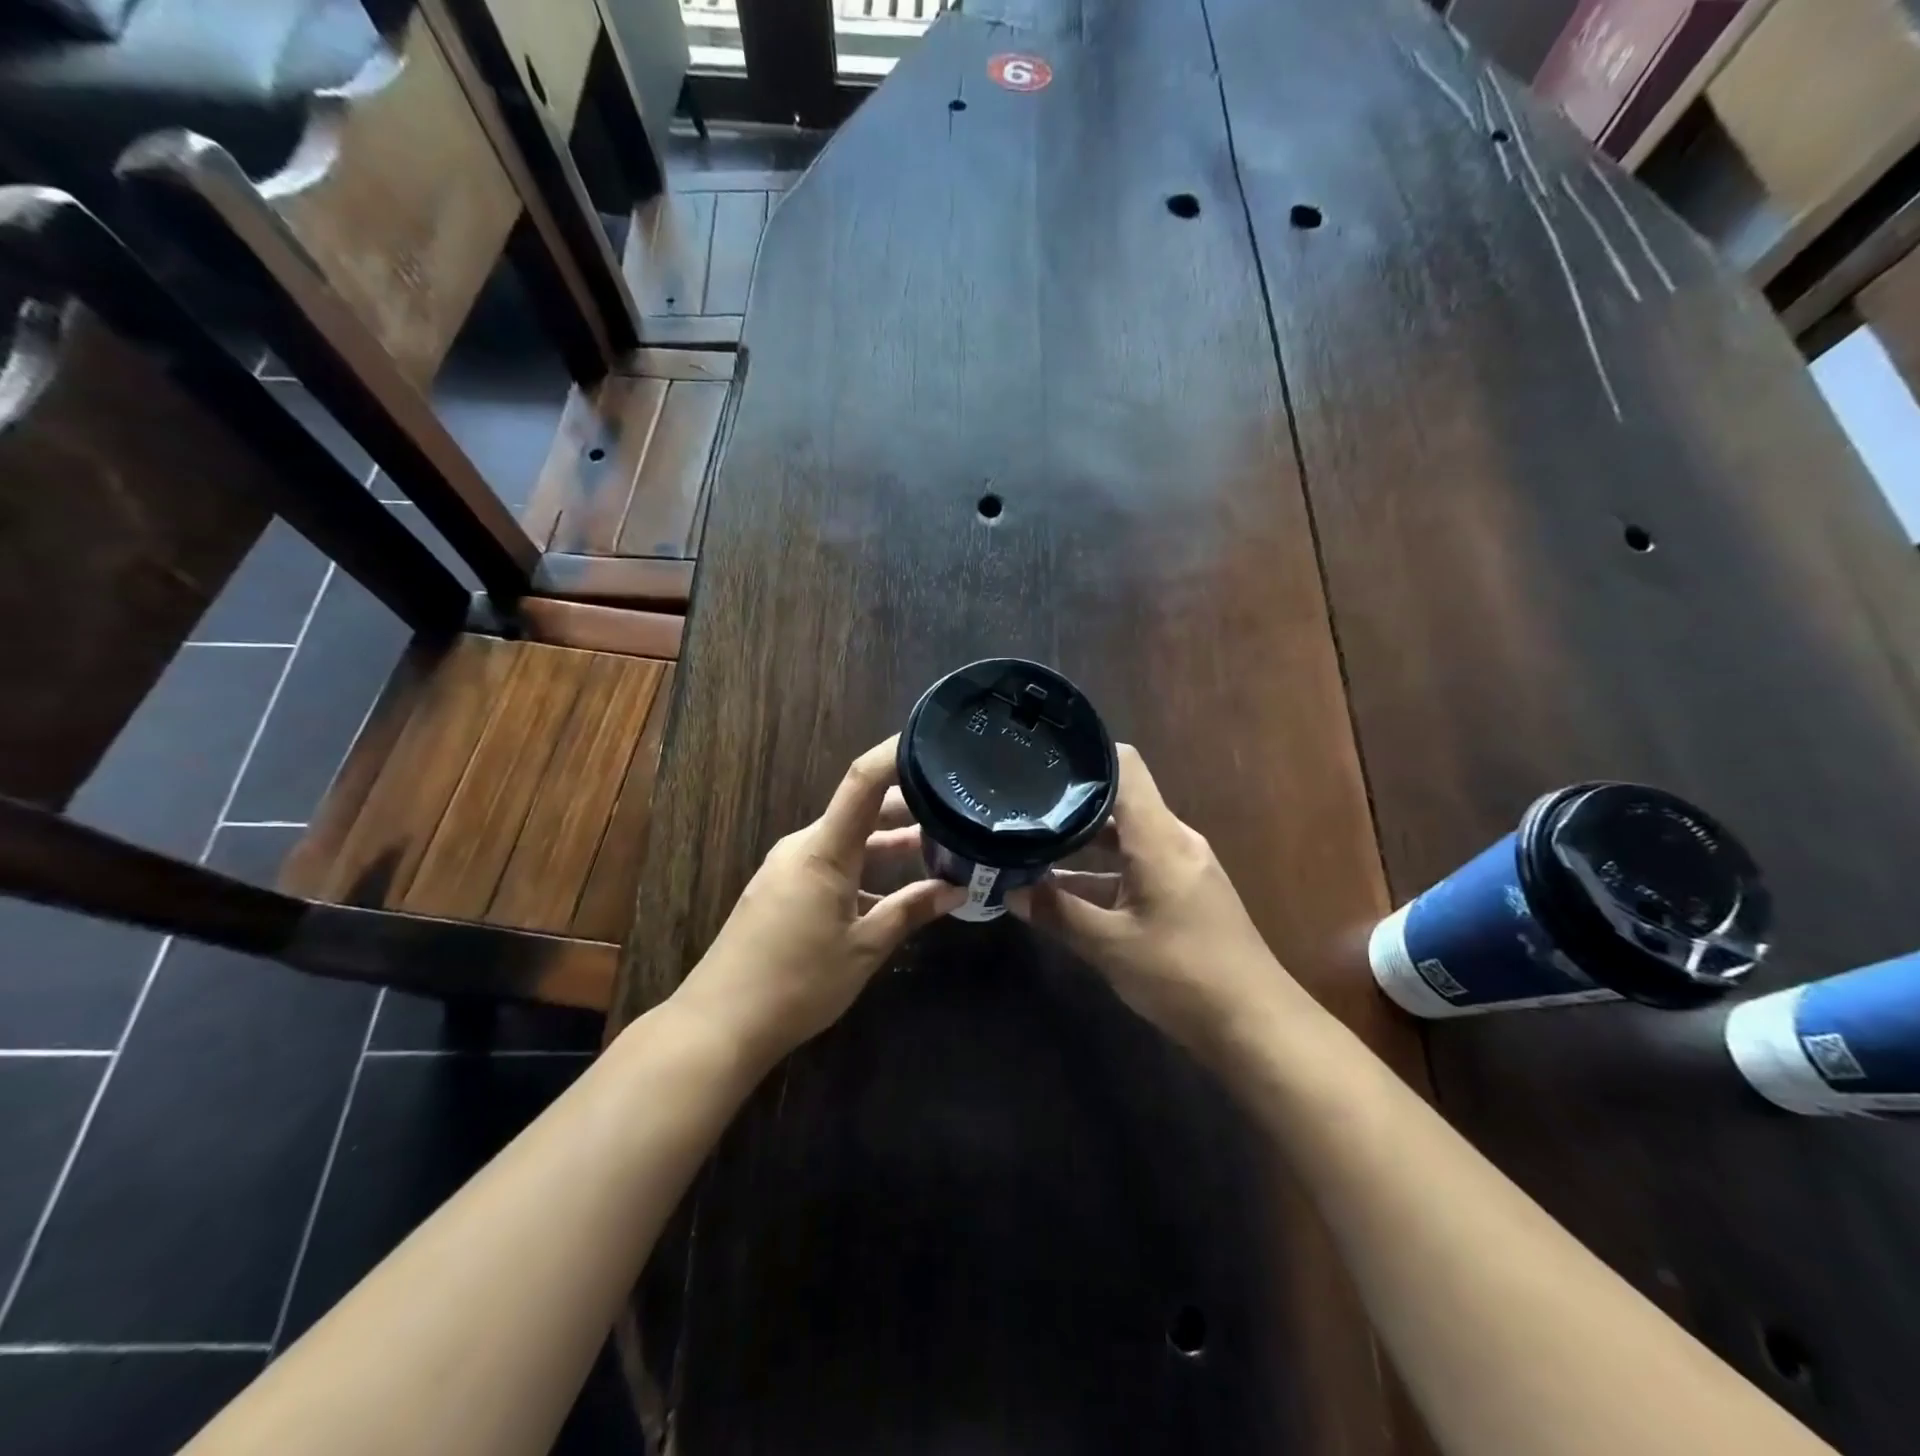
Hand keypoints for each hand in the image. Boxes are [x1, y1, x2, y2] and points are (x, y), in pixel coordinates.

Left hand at [673, 737, 964, 1063]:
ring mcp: (789, 867)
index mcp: (824, 849)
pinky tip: (894, 890)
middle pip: (861, 809)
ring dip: (888, 843)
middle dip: (908, 805)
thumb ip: (910, 911)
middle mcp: (804, 846)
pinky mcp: (781, 890)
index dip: (896, 753)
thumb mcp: (864, 948)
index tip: (932, 739)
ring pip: (848, 840)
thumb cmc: (797, 982)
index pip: (863, 780)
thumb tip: (957, 890)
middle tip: (955, 806)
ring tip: (938, 847)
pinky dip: (865, 868)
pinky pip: (831, 863)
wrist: (719, 1022)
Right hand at [1007, 745, 1312, 1063]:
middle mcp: (1173, 841)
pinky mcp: (1184, 894)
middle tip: (1019, 806)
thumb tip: (1010, 892)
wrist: (1257, 1026)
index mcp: (1159, 838)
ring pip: (1124, 839)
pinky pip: (1136, 867)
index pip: (1126, 766)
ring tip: (1028, 845)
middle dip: (1070, 804)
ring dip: (1082, 845)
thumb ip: (1058, 914)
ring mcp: (1181, 868)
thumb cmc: (1184, 975)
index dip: (1086, 756)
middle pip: (1119, 802)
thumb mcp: (1110, 946)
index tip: (1042, 758)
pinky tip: (1063, 892)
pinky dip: (1102, 873)